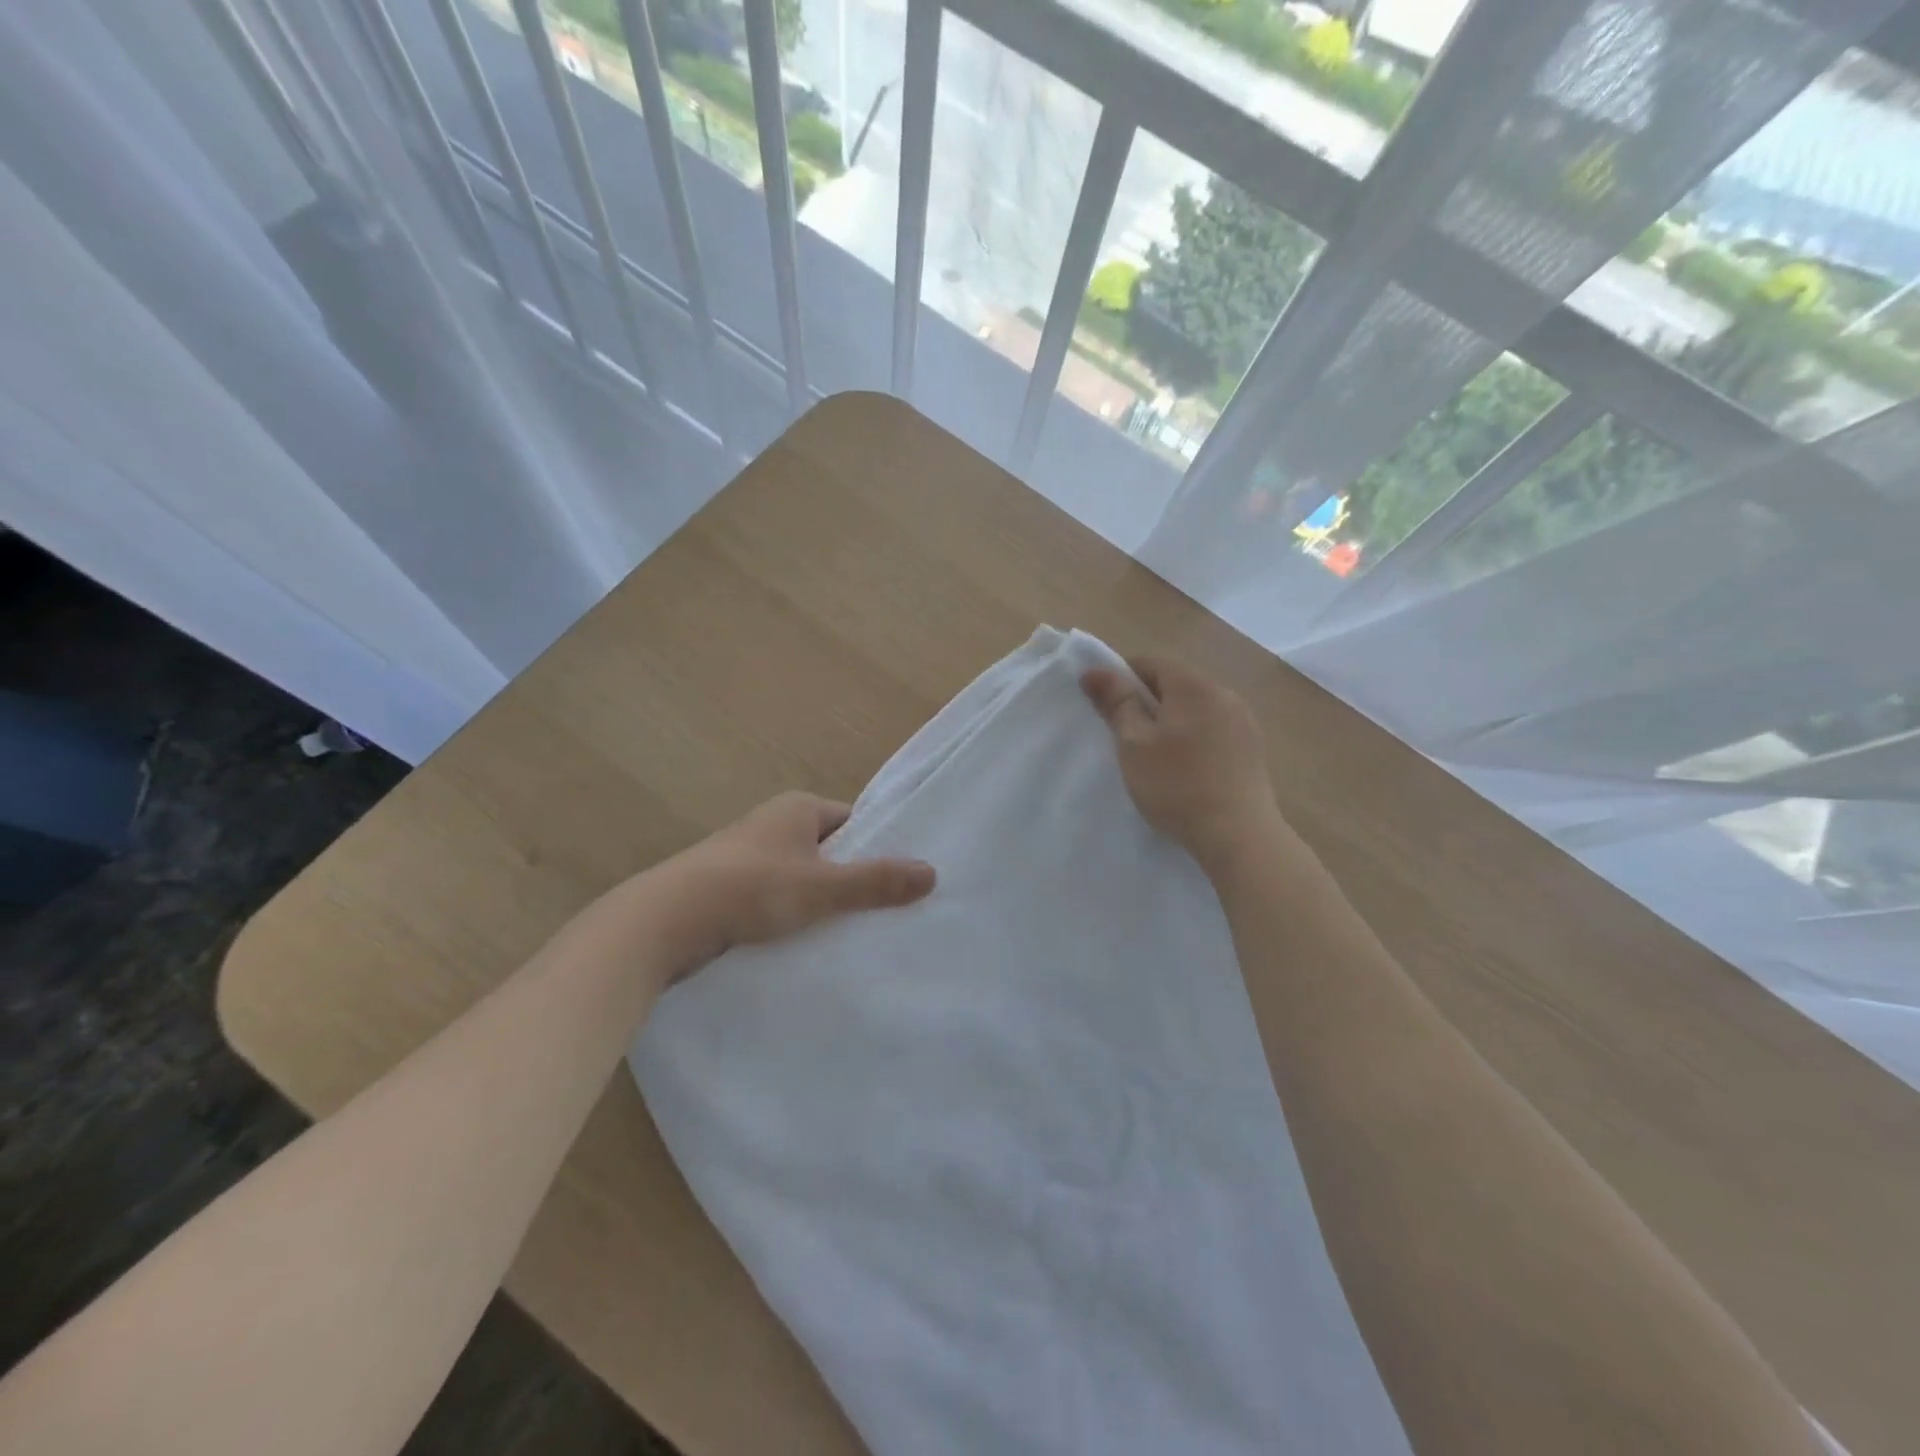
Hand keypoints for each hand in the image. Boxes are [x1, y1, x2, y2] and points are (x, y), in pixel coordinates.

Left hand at [659, 792, 935, 972]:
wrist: (664, 922)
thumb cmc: (751, 889)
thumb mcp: (823, 888)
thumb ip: (876, 882)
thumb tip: (933, 873)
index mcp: (798, 808)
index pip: (854, 821)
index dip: (877, 849)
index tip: (898, 883)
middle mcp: (773, 824)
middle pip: (830, 850)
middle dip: (850, 879)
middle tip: (881, 914)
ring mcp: (748, 857)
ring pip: (802, 878)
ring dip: (819, 902)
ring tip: (847, 934)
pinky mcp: (728, 888)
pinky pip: (776, 898)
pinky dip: (791, 916)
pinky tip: (803, 943)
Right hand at [1080, 655, 1283, 870]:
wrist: (1238, 835)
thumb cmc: (1176, 785)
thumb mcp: (1134, 744)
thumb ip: (1116, 703)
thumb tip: (1093, 670)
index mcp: (1193, 685)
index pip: (1150, 662)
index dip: (1121, 677)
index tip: (1106, 708)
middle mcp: (1224, 693)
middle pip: (1175, 683)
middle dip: (1146, 700)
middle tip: (1125, 735)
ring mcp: (1243, 721)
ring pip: (1195, 707)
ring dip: (1170, 720)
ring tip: (1153, 755)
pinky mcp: (1252, 748)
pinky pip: (1213, 728)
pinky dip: (1192, 738)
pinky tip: (1185, 768)